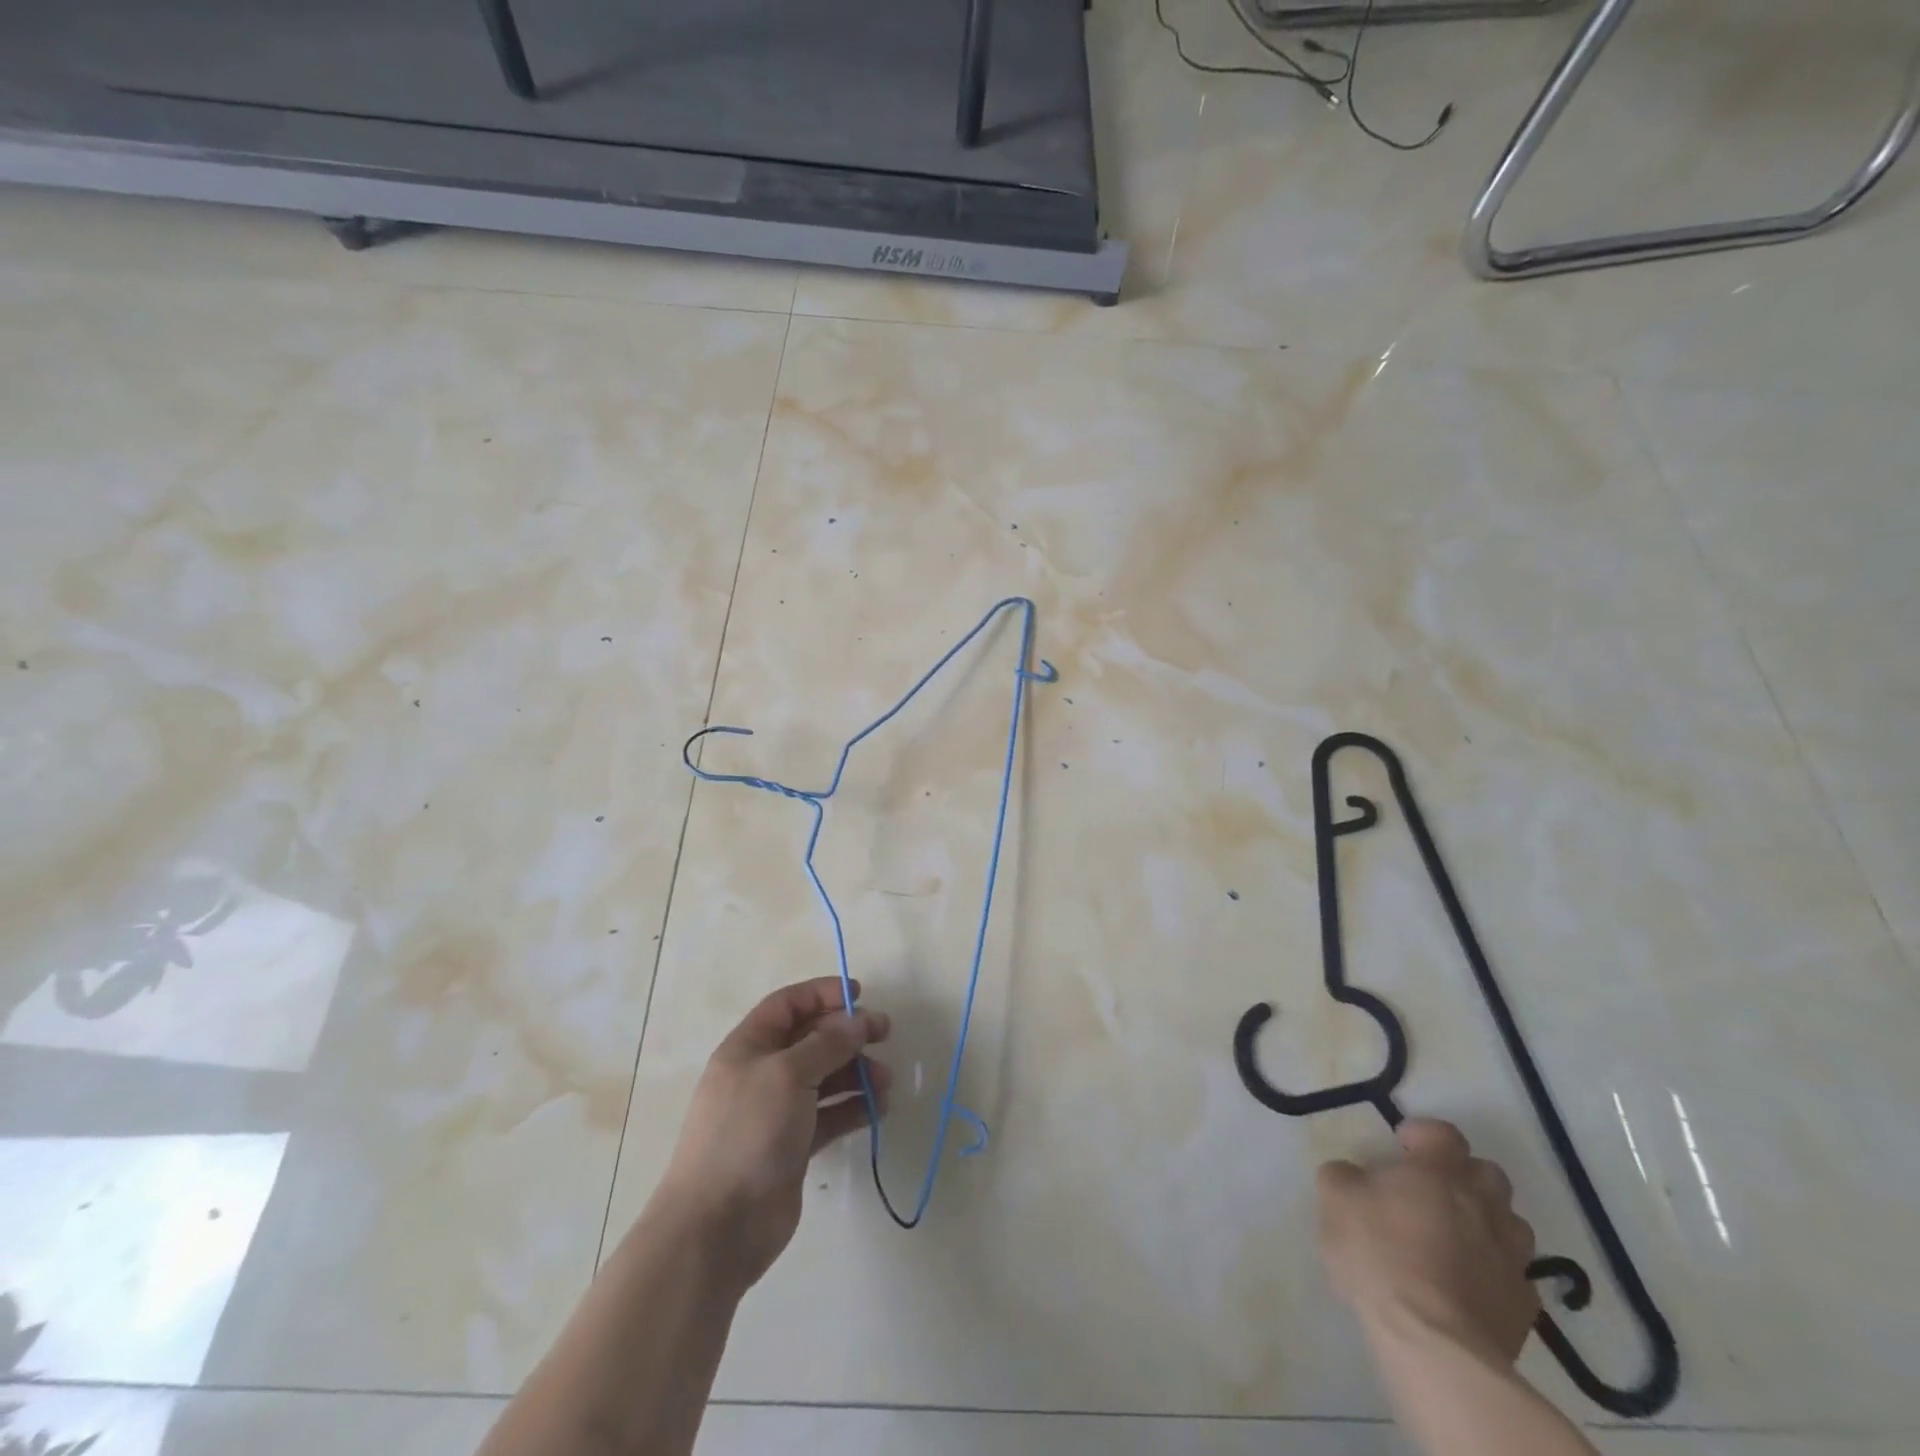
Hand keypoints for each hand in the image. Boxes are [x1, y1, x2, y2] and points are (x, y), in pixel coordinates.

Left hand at [657, 976, 891, 1288]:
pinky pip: (830, 1115)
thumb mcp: (788, 1074)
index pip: (788, 1005)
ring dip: (857, 1072)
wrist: (718, 1227)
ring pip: (825, 1078)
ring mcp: (778, 1112)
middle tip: (885, 1034)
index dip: (823, 994)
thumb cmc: (747, 1133)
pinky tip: (879, 1109)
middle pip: (811, 1039)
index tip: (860, 994)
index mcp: (749, 1047)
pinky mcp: (794, 1146)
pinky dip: (854, 1108)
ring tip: (886, 1081)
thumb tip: (858, 1020)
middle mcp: (763, 1073)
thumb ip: (827, 1044)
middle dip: (848, 1033)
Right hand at [1317, 1119, 1539, 1368]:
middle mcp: (1482, 1205)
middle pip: (1489, 1174)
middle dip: (1465, 1176)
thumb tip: (1353, 1174)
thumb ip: (1343, 1176)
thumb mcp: (1335, 1201)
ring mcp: (1509, 1257)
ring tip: (1456, 1238)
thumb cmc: (1380, 1256)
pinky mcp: (1523, 1306)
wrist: (1434, 1344)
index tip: (1402, 1145)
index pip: (1444, 1134)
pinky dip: (1495, 1271)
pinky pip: (1515, 1275)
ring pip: (1511, 1224)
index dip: (1425, 1134)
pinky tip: (1469, 1285)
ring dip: (1488, 1222)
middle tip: (1433, 1191)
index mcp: (1437, 1173)